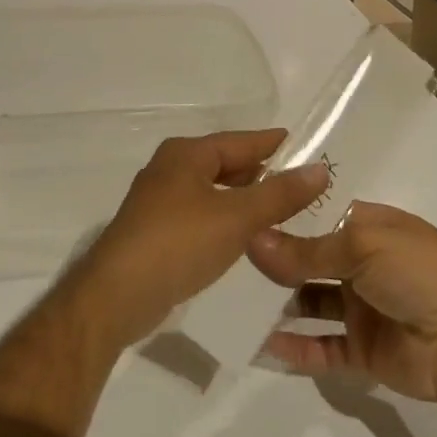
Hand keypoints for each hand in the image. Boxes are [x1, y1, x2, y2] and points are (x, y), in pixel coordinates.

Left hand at [62, 130, 329, 350]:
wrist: (117, 295)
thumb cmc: (178, 243)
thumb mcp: (237, 217)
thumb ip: (279, 194)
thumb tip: (319, 168)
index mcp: (185, 154)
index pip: (239, 141)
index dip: (272, 143)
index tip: (306, 145)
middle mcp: (170, 170)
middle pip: (225, 164)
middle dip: (262, 173)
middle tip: (303, 183)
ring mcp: (160, 202)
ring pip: (213, 192)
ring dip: (245, 199)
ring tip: (284, 209)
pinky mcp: (157, 233)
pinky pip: (202, 216)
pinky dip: (227, 220)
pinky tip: (247, 236)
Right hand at [249, 201, 436, 405]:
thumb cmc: (420, 271)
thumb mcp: (362, 245)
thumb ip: (305, 250)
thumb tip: (253, 240)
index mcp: (367, 227)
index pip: (316, 218)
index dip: (282, 218)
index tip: (238, 218)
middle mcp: (361, 264)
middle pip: (308, 260)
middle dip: (273, 262)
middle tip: (223, 263)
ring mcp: (361, 308)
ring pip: (310, 303)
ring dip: (278, 304)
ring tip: (233, 303)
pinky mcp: (362, 350)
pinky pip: (321, 348)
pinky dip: (294, 349)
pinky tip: (261, 345)